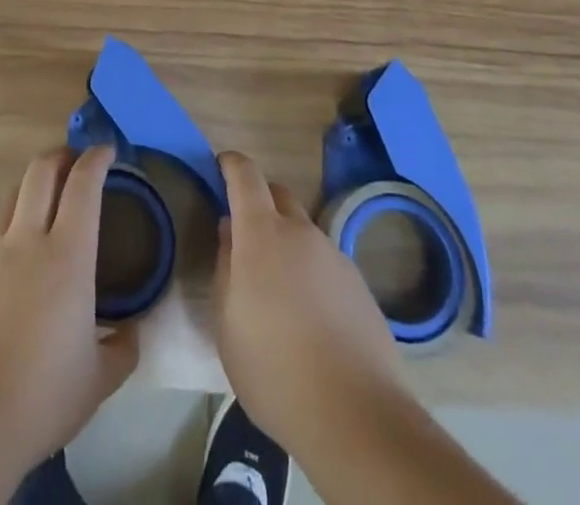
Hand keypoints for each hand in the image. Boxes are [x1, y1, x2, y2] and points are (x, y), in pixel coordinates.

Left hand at [0, 146, 137, 473]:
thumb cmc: (42, 397)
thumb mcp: (98, 380)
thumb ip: (123, 349)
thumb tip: (133, 331)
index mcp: (68, 256)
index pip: (83, 185)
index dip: (96, 159)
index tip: (106, 150)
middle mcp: (27, 241)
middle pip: (40, 172)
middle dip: (60, 155)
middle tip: (74, 160)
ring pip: (12, 197)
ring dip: (32, 186)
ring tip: (45, 198)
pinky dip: (10, 231)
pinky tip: (16, 262)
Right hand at [211, 150, 406, 456]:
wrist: (355, 415)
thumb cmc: (273, 368)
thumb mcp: (227, 323)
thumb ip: (225, 267)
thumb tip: (230, 233)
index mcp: (262, 233)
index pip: (246, 175)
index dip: (231, 164)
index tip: (221, 165)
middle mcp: (301, 232)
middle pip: (278, 196)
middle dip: (259, 202)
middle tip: (245, 236)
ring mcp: (335, 256)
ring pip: (303, 232)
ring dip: (287, 243)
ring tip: (278, 291)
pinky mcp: (359, 285)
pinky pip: (325, 263)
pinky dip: (311, 273)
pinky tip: (310, 318)